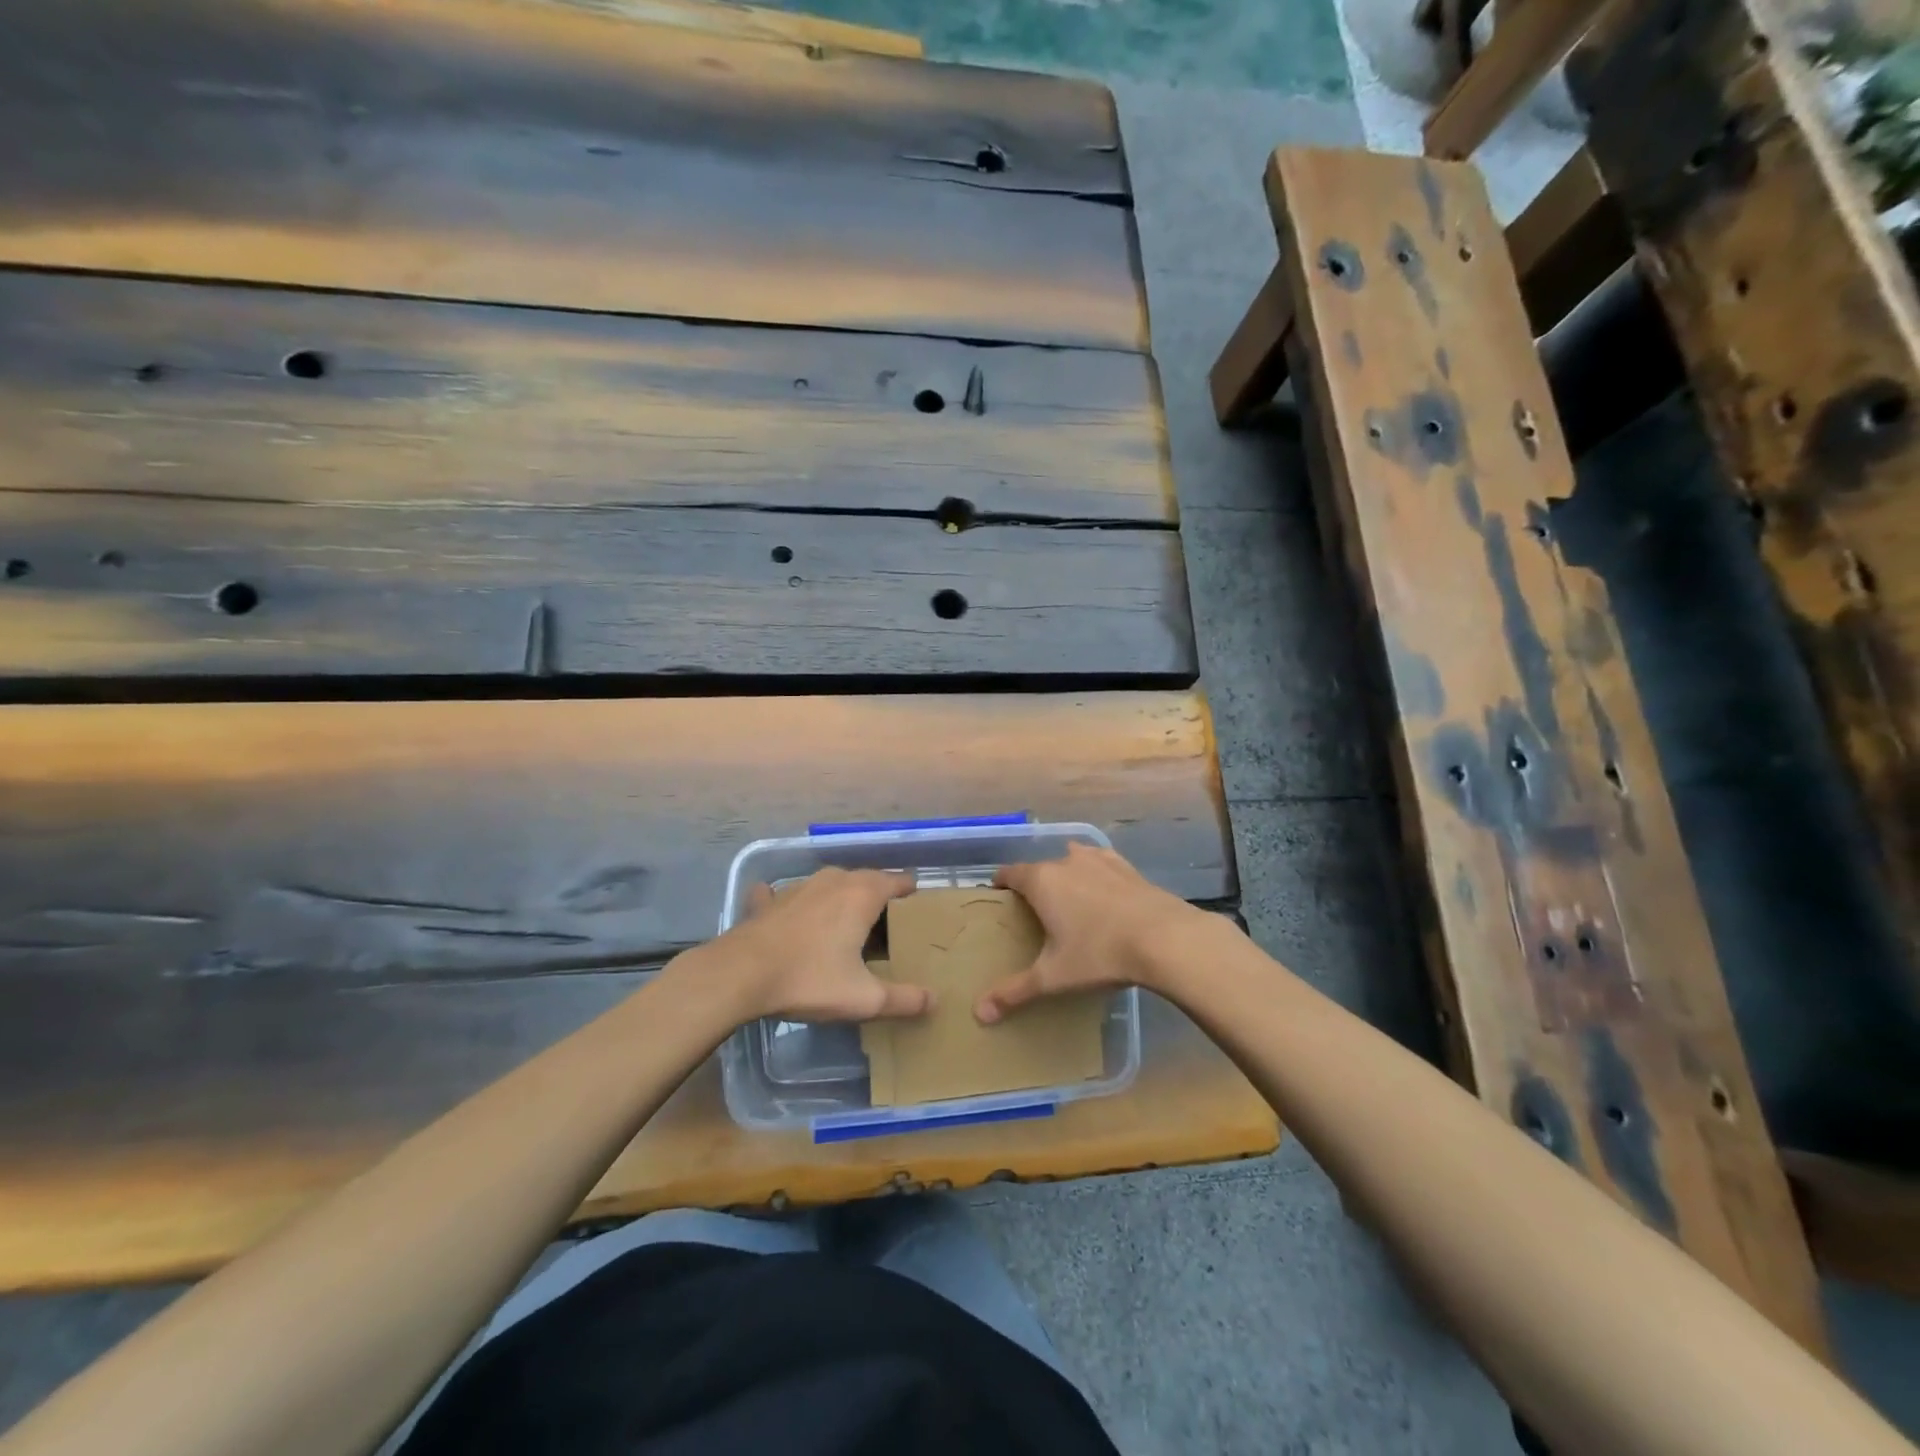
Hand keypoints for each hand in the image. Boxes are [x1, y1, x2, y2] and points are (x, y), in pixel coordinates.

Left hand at [710, 867, 932, 1023]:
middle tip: (888, 928)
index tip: (918, 915)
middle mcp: (834, 880)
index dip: (912, 896)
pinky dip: (796, 903)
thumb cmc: (809, 979)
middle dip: (880, 898)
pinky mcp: (770, 900)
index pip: (898, 882)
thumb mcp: (863, 998)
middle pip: (867, 880)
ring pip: (832, 884)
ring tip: (848, 925)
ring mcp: (799, 886)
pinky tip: (790, 913)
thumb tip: (935, 1000)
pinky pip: (789, 894)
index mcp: (862, 895)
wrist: (740, 974)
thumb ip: (903, 999)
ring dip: (843, 898)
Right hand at [974, 843, 1213, 1022]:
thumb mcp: (1053, 977)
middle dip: (1034, 885)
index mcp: (1041, 881)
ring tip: (1068, 899)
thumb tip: (979, 1013)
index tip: (998, 899)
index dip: (1000, 885)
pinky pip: (1102, 864)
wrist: (1165, 939)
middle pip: (1040, 868)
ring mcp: (1099, 861)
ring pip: (1072, 859)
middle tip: (1034, 912)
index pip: (1010, 873)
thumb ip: (1015, 991)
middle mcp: (1066, 862)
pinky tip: (1103, 891)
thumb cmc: (1099, 954)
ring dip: (1066, 874)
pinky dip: (1096, 874)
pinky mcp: (1127, 867)